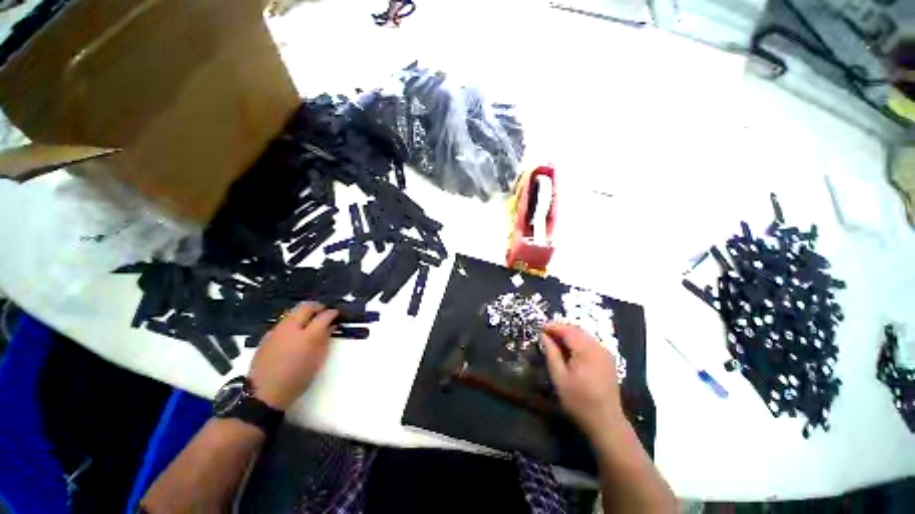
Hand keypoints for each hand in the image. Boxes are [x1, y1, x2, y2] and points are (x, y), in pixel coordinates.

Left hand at [248, 302, 338, 409]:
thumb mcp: (317, 361)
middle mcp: (291, 328)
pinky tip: (295, 331)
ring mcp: (277, 331)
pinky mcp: (267, 336)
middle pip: (306, 307)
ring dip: (304, 313)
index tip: (336, 314)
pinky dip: (293, 321)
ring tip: (310, 321)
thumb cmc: (297, 379)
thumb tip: (330, 326)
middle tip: (324, 311)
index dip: (332, 313)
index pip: (324, 316)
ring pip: (293, 312)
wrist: (264, 393)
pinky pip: (283, 322)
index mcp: (307, 336)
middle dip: (317, 306)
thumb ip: (325, 340)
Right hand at [541, 322, 624, 435]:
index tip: (540, 328)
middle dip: (560, 329)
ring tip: (554, 340)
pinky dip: (577, 341)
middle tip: (545, 333)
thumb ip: (551, 353)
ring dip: (568, 334)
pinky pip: (590, 342)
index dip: (553, 326)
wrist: (606, 422)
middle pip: (577, 330)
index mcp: (587, 351)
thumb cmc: (579, 401)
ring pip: (584, 335)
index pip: (568, 330)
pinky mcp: (607, 359)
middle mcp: (598, 348)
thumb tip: (544, 336)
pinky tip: (568, 349)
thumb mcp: (559, 377)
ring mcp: (605, 353)